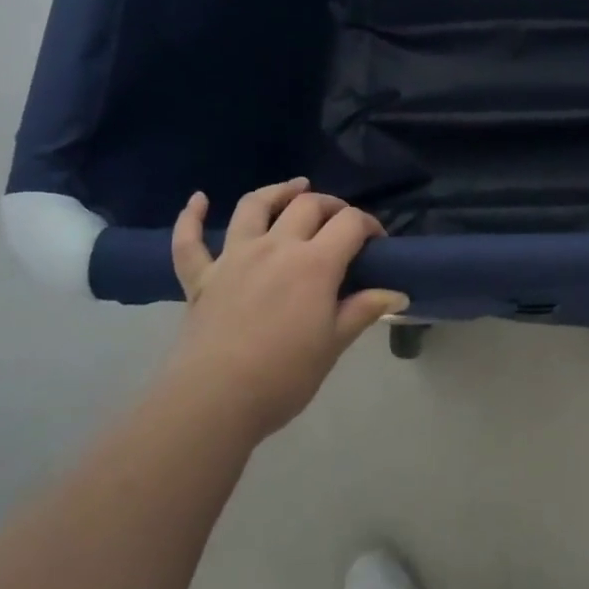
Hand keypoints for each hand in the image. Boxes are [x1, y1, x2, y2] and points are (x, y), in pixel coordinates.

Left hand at [169, 178, 406, 440]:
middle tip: (342, 221)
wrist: (215, 401)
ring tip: (294, 188)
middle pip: (307, 206)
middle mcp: (275, 247)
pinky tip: (198, 199)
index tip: (377, 242)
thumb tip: (398, 294)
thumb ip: (364, 310)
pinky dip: (192, 217)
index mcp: (314, 263)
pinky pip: (189, 240)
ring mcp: (233, 257)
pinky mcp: (200, 277)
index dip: (369, 225)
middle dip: (331, 206)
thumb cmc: (284, 376)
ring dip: (277, 191)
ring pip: (254, 207)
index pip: (350, 224)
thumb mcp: (333, 344)